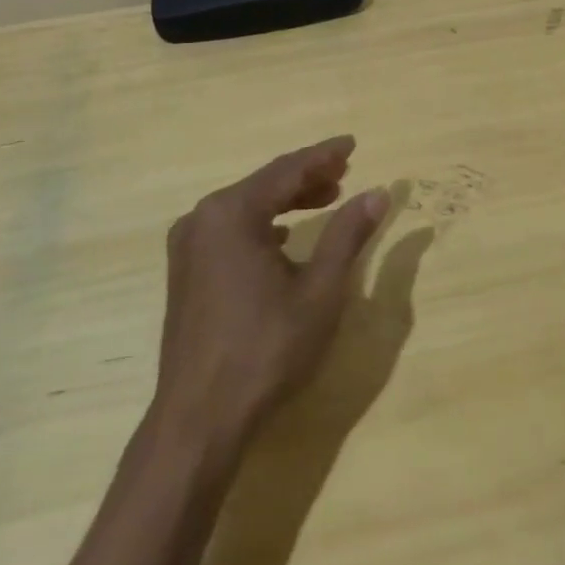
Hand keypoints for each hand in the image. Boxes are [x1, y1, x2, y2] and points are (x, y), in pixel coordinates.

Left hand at [151, 136, 389, 449]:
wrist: (199, 420)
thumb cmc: (266, 349)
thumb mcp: (320, 290)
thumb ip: (348, 234)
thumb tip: (378, 193)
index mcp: (231, 213)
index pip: (287, 170)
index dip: (323, 156)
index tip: (352, 144)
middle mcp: (203, 219)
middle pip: (265, 184)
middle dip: (307, 176)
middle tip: (345, 172)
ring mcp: (189, 247)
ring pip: (247, 207)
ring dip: (287, 200)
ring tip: (326, 198)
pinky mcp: (186, 273)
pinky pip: (231, 230)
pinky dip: (264, 224)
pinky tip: (284, 237)